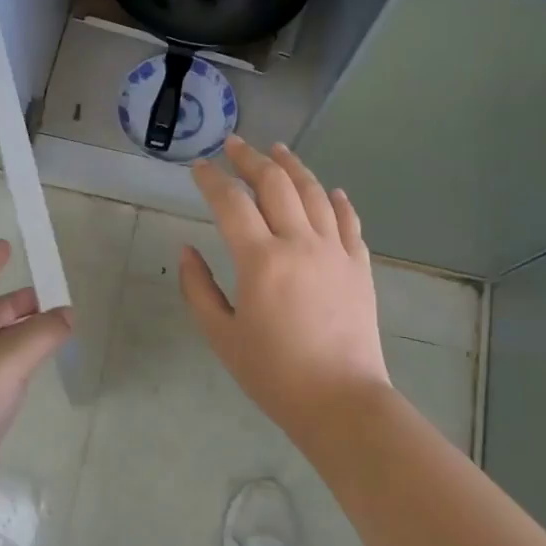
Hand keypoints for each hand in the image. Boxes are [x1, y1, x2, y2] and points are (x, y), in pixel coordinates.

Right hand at [180, 136, 391, 440]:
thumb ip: (198, 289)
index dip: (212, 179)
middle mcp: (300, 243)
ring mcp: (335, 252)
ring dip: (294, 166)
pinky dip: (338, 201)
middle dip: (251, 159)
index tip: (199, 166)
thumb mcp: (222, 335)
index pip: (231, 203)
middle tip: (235, 145)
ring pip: (315, 193)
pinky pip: (349, 222)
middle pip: (276, 184)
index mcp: (261, 260)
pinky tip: (331, 191)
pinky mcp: (359, 266)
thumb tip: (186, 250)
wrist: (341, 401)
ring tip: (278, 149)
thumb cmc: (274, 374)